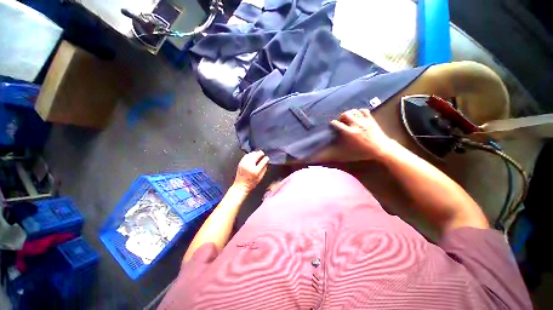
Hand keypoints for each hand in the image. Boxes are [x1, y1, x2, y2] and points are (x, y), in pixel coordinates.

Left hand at [233, 150, 269, 192]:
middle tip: (262, 154)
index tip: (267, 158)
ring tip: (258, 154)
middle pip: (256, 155)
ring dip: (255, 153)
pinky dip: (250, 154)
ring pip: (251, 154)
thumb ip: (264, 169)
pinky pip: (246, 155)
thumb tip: (266, 162)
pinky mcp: (240, 163)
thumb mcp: (260, 178)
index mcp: (255, 170)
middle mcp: (249, 165)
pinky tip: (252, 156)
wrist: (240, 186)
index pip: (263, 161)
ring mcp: (244, 163)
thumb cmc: (251, 183)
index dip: (266, 158)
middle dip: (260, 153)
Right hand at [330, 108, 393, 159]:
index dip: (332, 123)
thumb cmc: (363, 152)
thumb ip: (339, 144)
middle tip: (342, 122)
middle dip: (342, 117)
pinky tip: (358, 116)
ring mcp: (364, 121)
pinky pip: (364, 110)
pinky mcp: (371, 119)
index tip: (332, 124)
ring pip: (354, 111)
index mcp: (349, 133)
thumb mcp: (348, 150)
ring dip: (350, 114)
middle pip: (345, 114)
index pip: (337, 124)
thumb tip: (332, 141)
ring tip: (350, 118)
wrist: (381, 149)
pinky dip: (359, 112)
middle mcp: (356, 125)